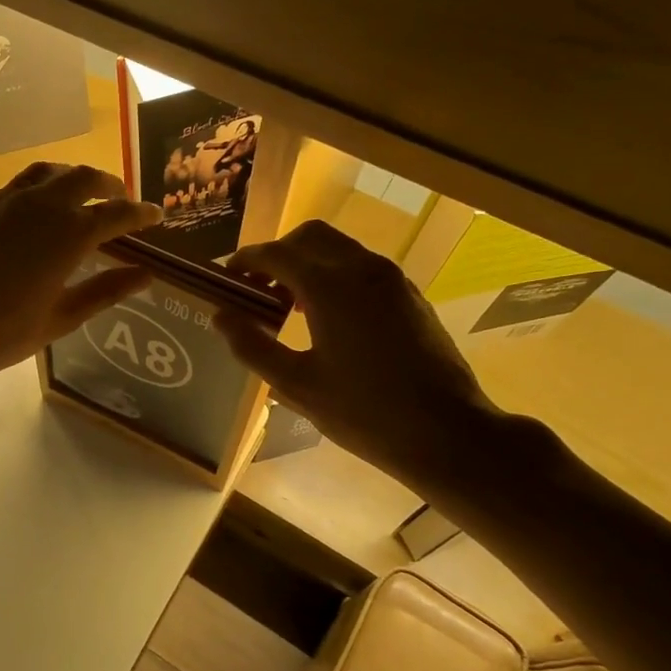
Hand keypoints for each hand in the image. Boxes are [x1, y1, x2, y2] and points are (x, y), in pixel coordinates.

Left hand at [0, 163, 161, 385]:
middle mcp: (40, 205)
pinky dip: (31, 195)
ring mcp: (2, 200)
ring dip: (68, 178)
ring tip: (76, 194)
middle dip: (107, 184)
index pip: (117, 212)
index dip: (141, 212)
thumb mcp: (61, 318)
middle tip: (117, 197)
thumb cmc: (1, 332)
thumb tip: (146, 275)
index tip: (155, 214)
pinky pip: (10, 190)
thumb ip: (106, 290)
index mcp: (69, 233)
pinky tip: (25, 216)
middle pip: (84, 177)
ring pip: (45, 173)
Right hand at [215, 221, 502, 494]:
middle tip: (258, 288)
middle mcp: (361, 269)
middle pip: (309, 237)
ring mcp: (391, 279)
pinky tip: (328, 317)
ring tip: (289, 305)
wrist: (449, 433)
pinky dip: (335, 274)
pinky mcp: (409, 295)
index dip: (246, 261)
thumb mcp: (297, 385)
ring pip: (339, 248)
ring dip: (307, 263)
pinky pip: (362, 266)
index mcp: (330, 287)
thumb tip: (221, 316)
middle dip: (278, 253)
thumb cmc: (364, 413)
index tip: (228, 278)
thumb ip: (253, 346)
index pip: (276, 254)